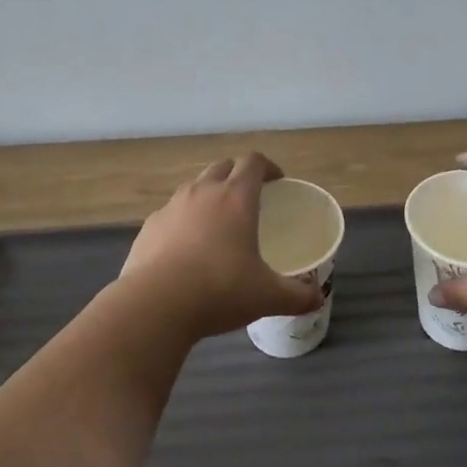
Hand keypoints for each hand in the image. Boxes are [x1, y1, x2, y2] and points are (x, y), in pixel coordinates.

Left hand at [119, 153, 321, 341]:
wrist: (155, 305)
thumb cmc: (220, 290)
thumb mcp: (267, 296)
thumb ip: (297, 295)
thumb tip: (317, 298)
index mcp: (236, 197)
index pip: (253, 161)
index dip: (268, 166)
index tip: (277, 181)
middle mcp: (203, 191)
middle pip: (223, 166)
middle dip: (237, 174)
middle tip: (249, 198)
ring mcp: (172, 206)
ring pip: (194, 186)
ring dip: (208, 194)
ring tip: (217, 222)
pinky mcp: (149, 227)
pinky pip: (171, 213)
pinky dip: (183, 221)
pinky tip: (185, 248)